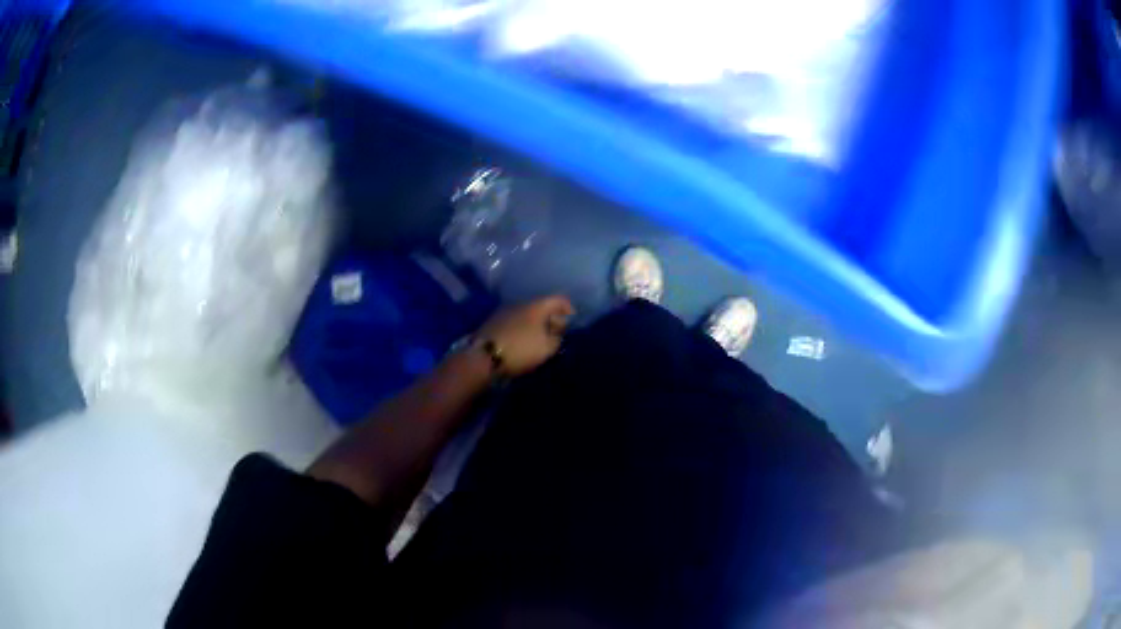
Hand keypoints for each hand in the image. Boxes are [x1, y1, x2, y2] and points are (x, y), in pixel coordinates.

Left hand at [476, 295, 574, 375]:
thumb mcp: (547, 348)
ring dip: (535, 323)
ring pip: (527, 313)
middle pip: (542, 306)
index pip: (559, 299)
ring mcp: (505, 310)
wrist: (482, 356)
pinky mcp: (493, 321)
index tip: (572, 322)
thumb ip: (557, 338)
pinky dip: (522, 327)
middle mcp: (521, 303)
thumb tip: (557, 332)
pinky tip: (522, 340)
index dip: (569, 309)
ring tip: (539, 339)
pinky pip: (515, 320)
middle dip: (551, 318)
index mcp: (537, 306)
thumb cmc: (520, 350)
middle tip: (556, 333)